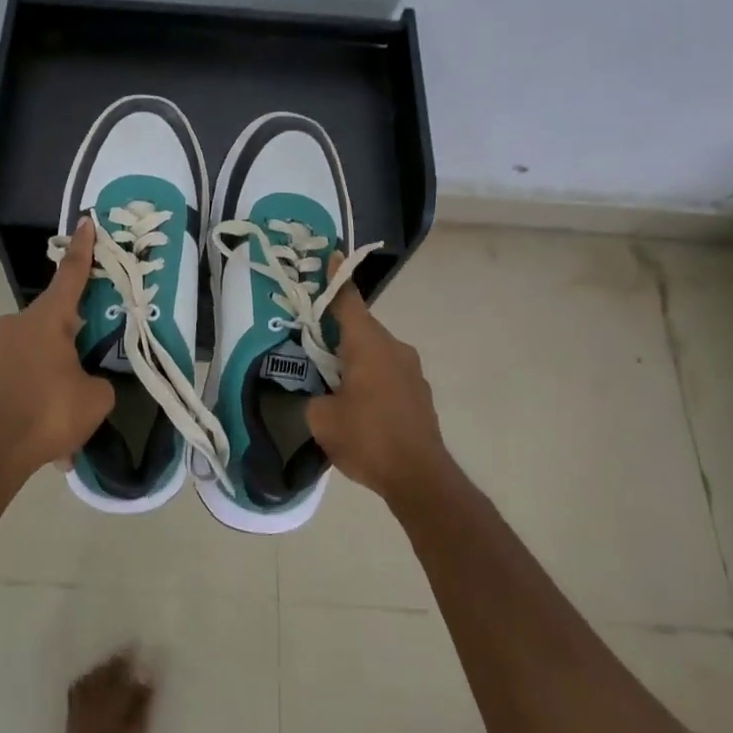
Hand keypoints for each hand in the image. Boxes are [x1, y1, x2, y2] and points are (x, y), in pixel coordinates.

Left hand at [0, 217, 114, 473]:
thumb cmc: (49, 413)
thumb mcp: (96, 398)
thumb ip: (99, 379)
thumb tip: (89, 380)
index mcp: (47, 319)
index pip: (70, 274)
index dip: (83, 248)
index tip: (87, 222)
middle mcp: (18, 324)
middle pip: (56, 316)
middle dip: (76, 331)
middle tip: (94, 351)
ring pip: (40, 346)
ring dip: (57, 365)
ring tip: (72, 402)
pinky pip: (25, 370)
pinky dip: (41, 385)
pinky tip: (51, 421)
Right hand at [306, 257, 449, 500]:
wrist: (420, 478)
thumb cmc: (367, 438)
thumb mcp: (321, 418)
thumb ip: (313, 396)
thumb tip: (318, 393)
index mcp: (368, 345)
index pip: (348, 302)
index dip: (336, 279)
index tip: (330, 255)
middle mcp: (394, 348)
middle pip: (360, 328)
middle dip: (336, 332)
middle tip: (312, 341)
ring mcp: (411, 371)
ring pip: (375, 352)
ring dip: (354, 359)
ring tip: (332, 380)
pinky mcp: (419, 393)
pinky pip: (388, 373)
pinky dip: (370, 378)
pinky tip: (358, 404)